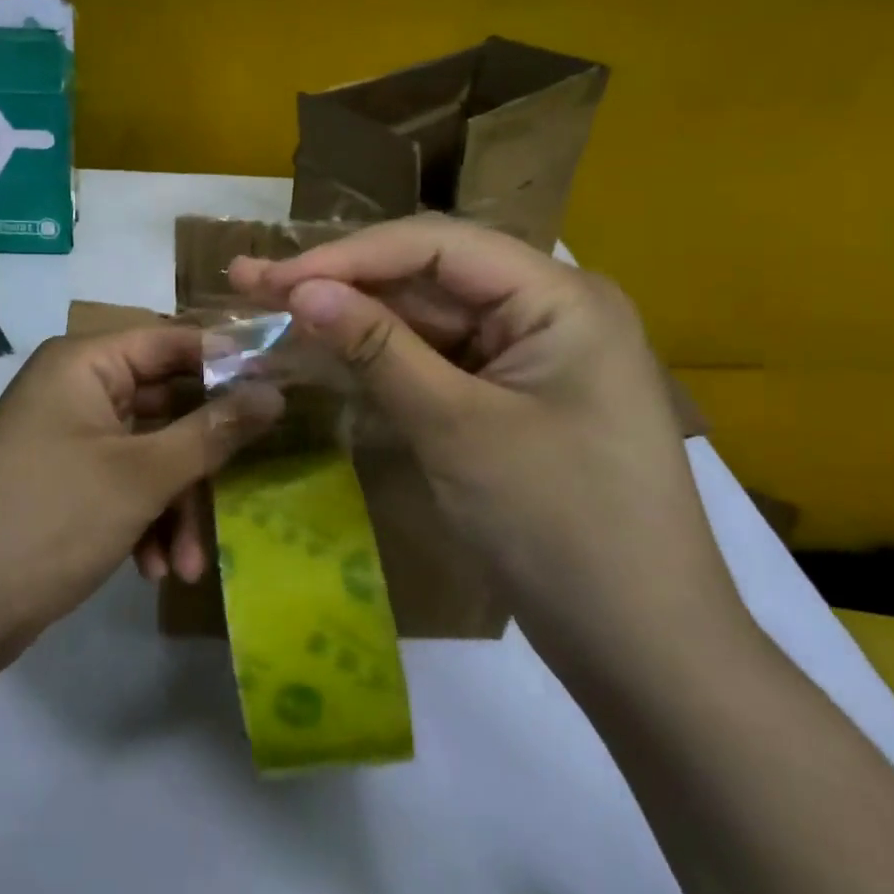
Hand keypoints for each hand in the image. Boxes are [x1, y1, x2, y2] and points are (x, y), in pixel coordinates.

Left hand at [0, 328, 278, 671]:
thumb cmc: (50, 520)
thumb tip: (276, 392)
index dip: (229, 364)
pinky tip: (155, 569)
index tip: (282, 392)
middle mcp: (75, 388)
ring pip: (150, 452)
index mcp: (84, 362)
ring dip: (176, 505)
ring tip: (189, 564)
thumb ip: (213, 430)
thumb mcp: (141, 476)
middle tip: (247, 487)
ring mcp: (68, 436)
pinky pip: (124, 483)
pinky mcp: (65, 480)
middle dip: (202, 459)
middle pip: (166, 403)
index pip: (173, 340)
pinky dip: (146, 520)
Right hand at [230, 215, 744, 668]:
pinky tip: (324, 352)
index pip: (435, 247)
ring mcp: (527, 355)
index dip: (346, 256)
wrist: (641, 647)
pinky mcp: (508, 396)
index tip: (272, 278)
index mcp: (559, 297)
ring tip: (271, 311)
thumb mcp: (457, 428)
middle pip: (427, 276)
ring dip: (352, 319)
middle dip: (340, 282)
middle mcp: (545, 309)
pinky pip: (435, 360)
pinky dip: (380, 359)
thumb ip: (377, 349)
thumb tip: (300, 290)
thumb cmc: (560, 527)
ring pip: (424, 319)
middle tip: (253, 283)